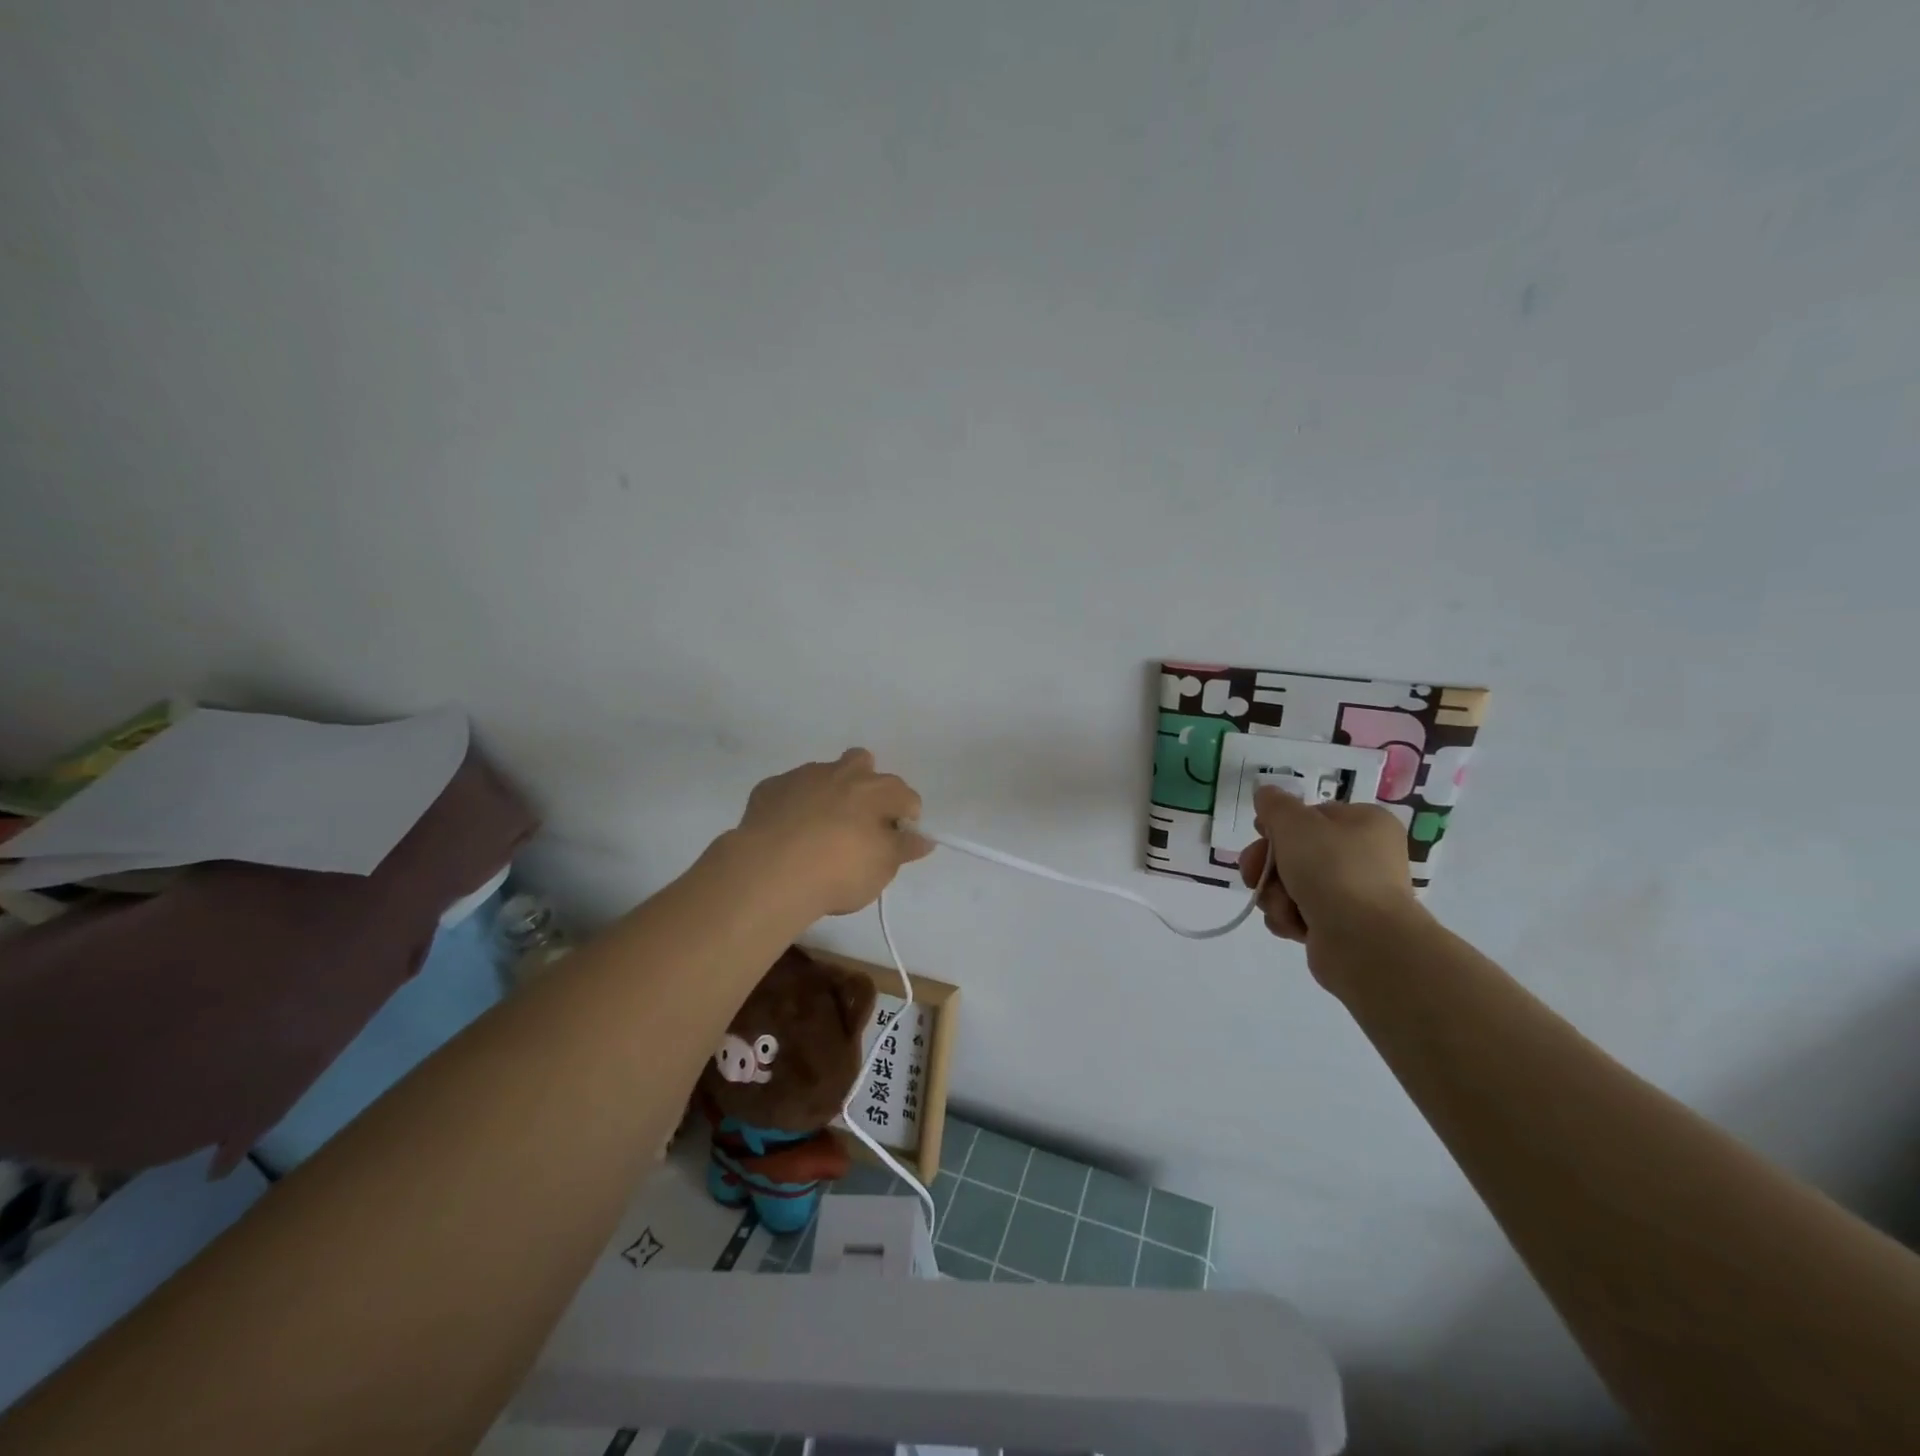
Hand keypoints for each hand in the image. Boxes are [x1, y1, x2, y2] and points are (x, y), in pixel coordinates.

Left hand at [734, 749, 931, 917]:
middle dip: (866, 785)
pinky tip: (786, 834)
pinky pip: (789, 791)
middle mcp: (842, 773)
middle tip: (858, 823)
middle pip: (862, 763)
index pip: (905, 796)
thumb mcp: (882, 868)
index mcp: (877, 789)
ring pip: (823, 775)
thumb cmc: (839, 871)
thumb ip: (904, 849)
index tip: (895, 844)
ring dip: (827, 794)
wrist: (770, 873)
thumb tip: (923, 838)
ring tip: (817, 831)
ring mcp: (802, 777)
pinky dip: (793, 806)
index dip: (905, 820)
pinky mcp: (769, 788)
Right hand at [1239, 788, 1421, 977]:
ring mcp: (1355, 893)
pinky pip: (1301, 913)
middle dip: (1268, 865)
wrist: (1364, 942)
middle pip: (1298, 851)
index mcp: (1366, 823)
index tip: (1259, 833)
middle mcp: (1365, 856)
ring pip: (1293, 884)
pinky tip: (1292, 925)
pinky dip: (1289, 917)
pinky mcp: (1342, 927)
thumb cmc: (1332, 870)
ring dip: (1275, 894)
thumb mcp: (1294, 824)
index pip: (1312, 815)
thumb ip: (1274, 805)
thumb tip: (1266, 793)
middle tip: (1251, 874)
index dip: (1280, 825)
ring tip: (1281, 906)